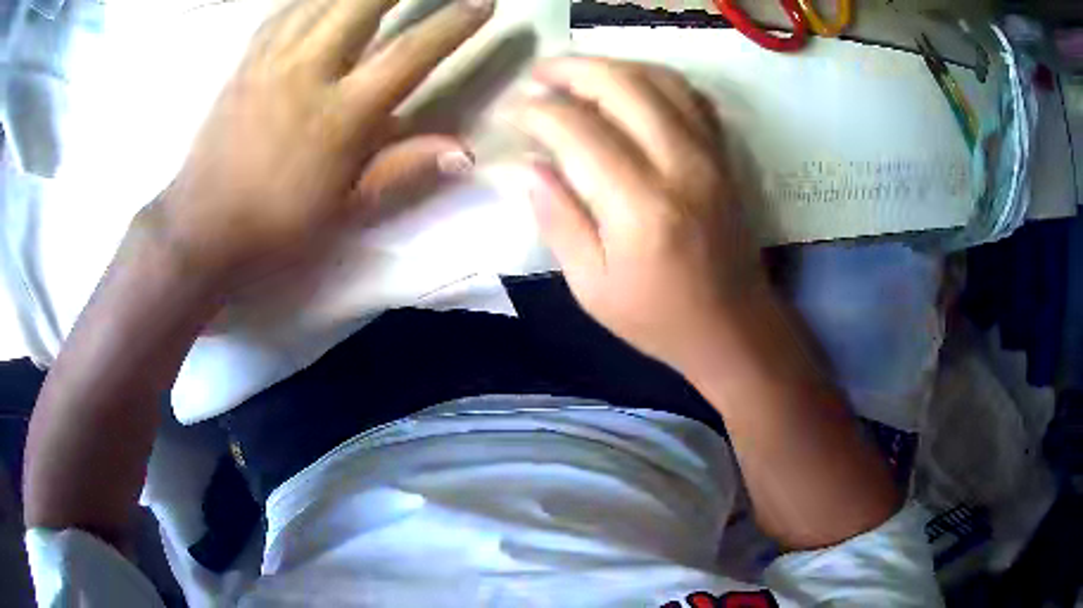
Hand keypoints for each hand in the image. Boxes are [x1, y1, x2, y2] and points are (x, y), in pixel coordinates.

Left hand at [156, 0, 493, 285]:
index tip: (483, 1)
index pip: (409, 54)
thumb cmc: (277, 224)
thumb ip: (403, 170)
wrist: (201, 227)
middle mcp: (308, 72)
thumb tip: (465, 152)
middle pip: (362, 2)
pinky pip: (285, 9)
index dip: (452, 23)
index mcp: (339, 115)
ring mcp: (272, 59)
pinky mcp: (247, 60)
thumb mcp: (345, 208)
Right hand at [511, 57, 768, 369]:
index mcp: (641, 208)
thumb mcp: (591, 286)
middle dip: (570, 70)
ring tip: (575, 73)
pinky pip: (690, 95)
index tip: (509, 111)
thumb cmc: (658, 319)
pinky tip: (627, 85)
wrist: (733, 327)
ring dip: (611, 65)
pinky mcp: (725, 154)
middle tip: (536, 74)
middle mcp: (681, 166)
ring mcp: (711, 154)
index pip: (577, 130)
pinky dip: (653, 78)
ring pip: (659, 79)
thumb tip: (523, 164)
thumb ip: (557, 218)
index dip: (535, 111)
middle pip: (622, 85)